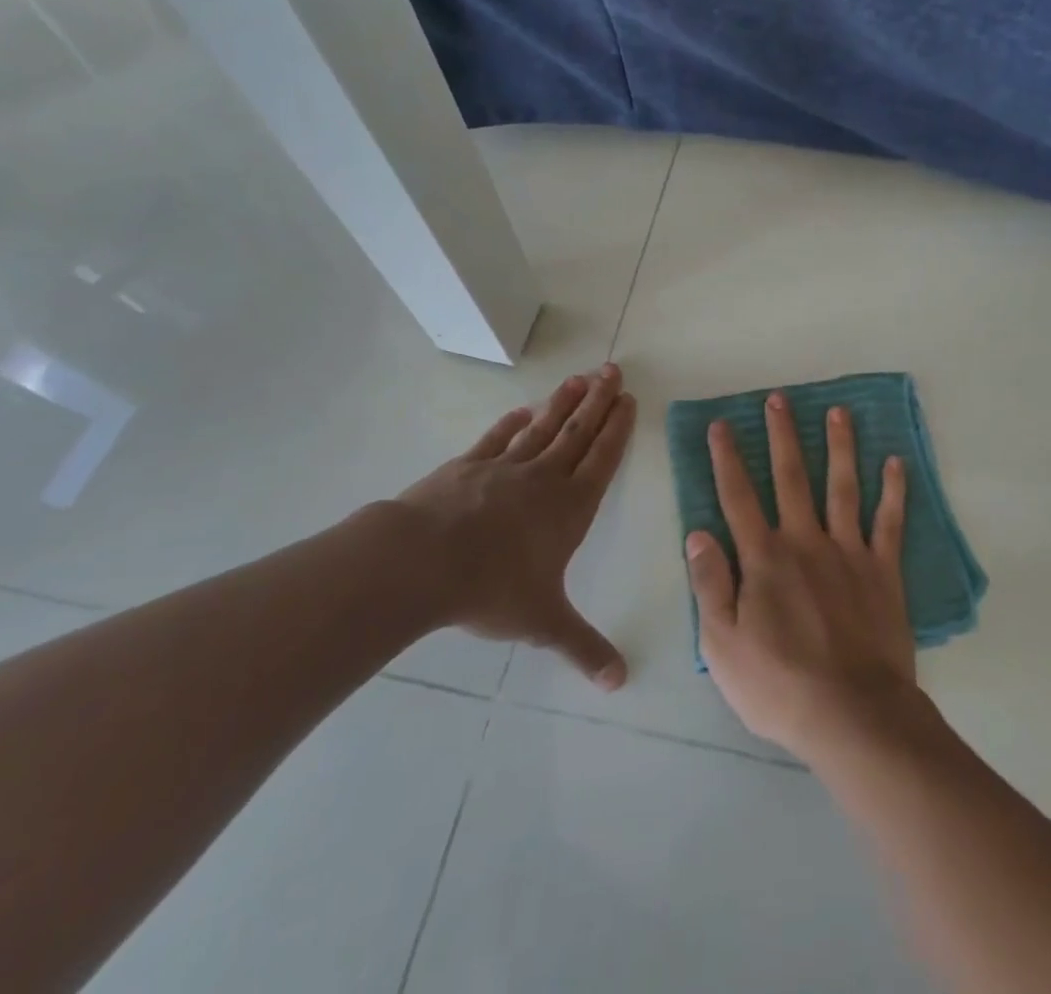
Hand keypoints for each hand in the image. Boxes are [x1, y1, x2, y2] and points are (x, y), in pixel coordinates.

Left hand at [379, 365, 634, 687]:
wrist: (422, 562)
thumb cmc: (492, 588)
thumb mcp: (544, 622)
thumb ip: (583, 647)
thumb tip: (620, 681)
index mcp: (570, 507)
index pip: (602, 459)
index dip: (617, 429)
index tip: (628, 400)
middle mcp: (544, 479)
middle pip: (578, 432)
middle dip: (598, 401)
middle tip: (613, 369)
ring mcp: (505, 467)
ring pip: (543, 427)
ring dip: (563, 402)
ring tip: (580, 377)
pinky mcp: (468, 466)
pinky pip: (498, 438)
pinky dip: (513, 423)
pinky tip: (523, 411)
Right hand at [685, 392, 913, 760]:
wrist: (853, 715)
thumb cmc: (779, 685)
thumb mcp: (722, 645)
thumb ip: (709, 585)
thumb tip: (697, 533)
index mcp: (764, 558)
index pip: (738, 497)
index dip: (727, 459)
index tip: (721, 425)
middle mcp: (805, 541)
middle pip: (791, 477)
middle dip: (782, 435)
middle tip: (779, 399)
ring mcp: (848, 552)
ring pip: (842, 487)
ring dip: (839, 446)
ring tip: (838, 411)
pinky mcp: (883, 570)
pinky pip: (889, 522)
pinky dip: (893, 491)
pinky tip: (896, 462)